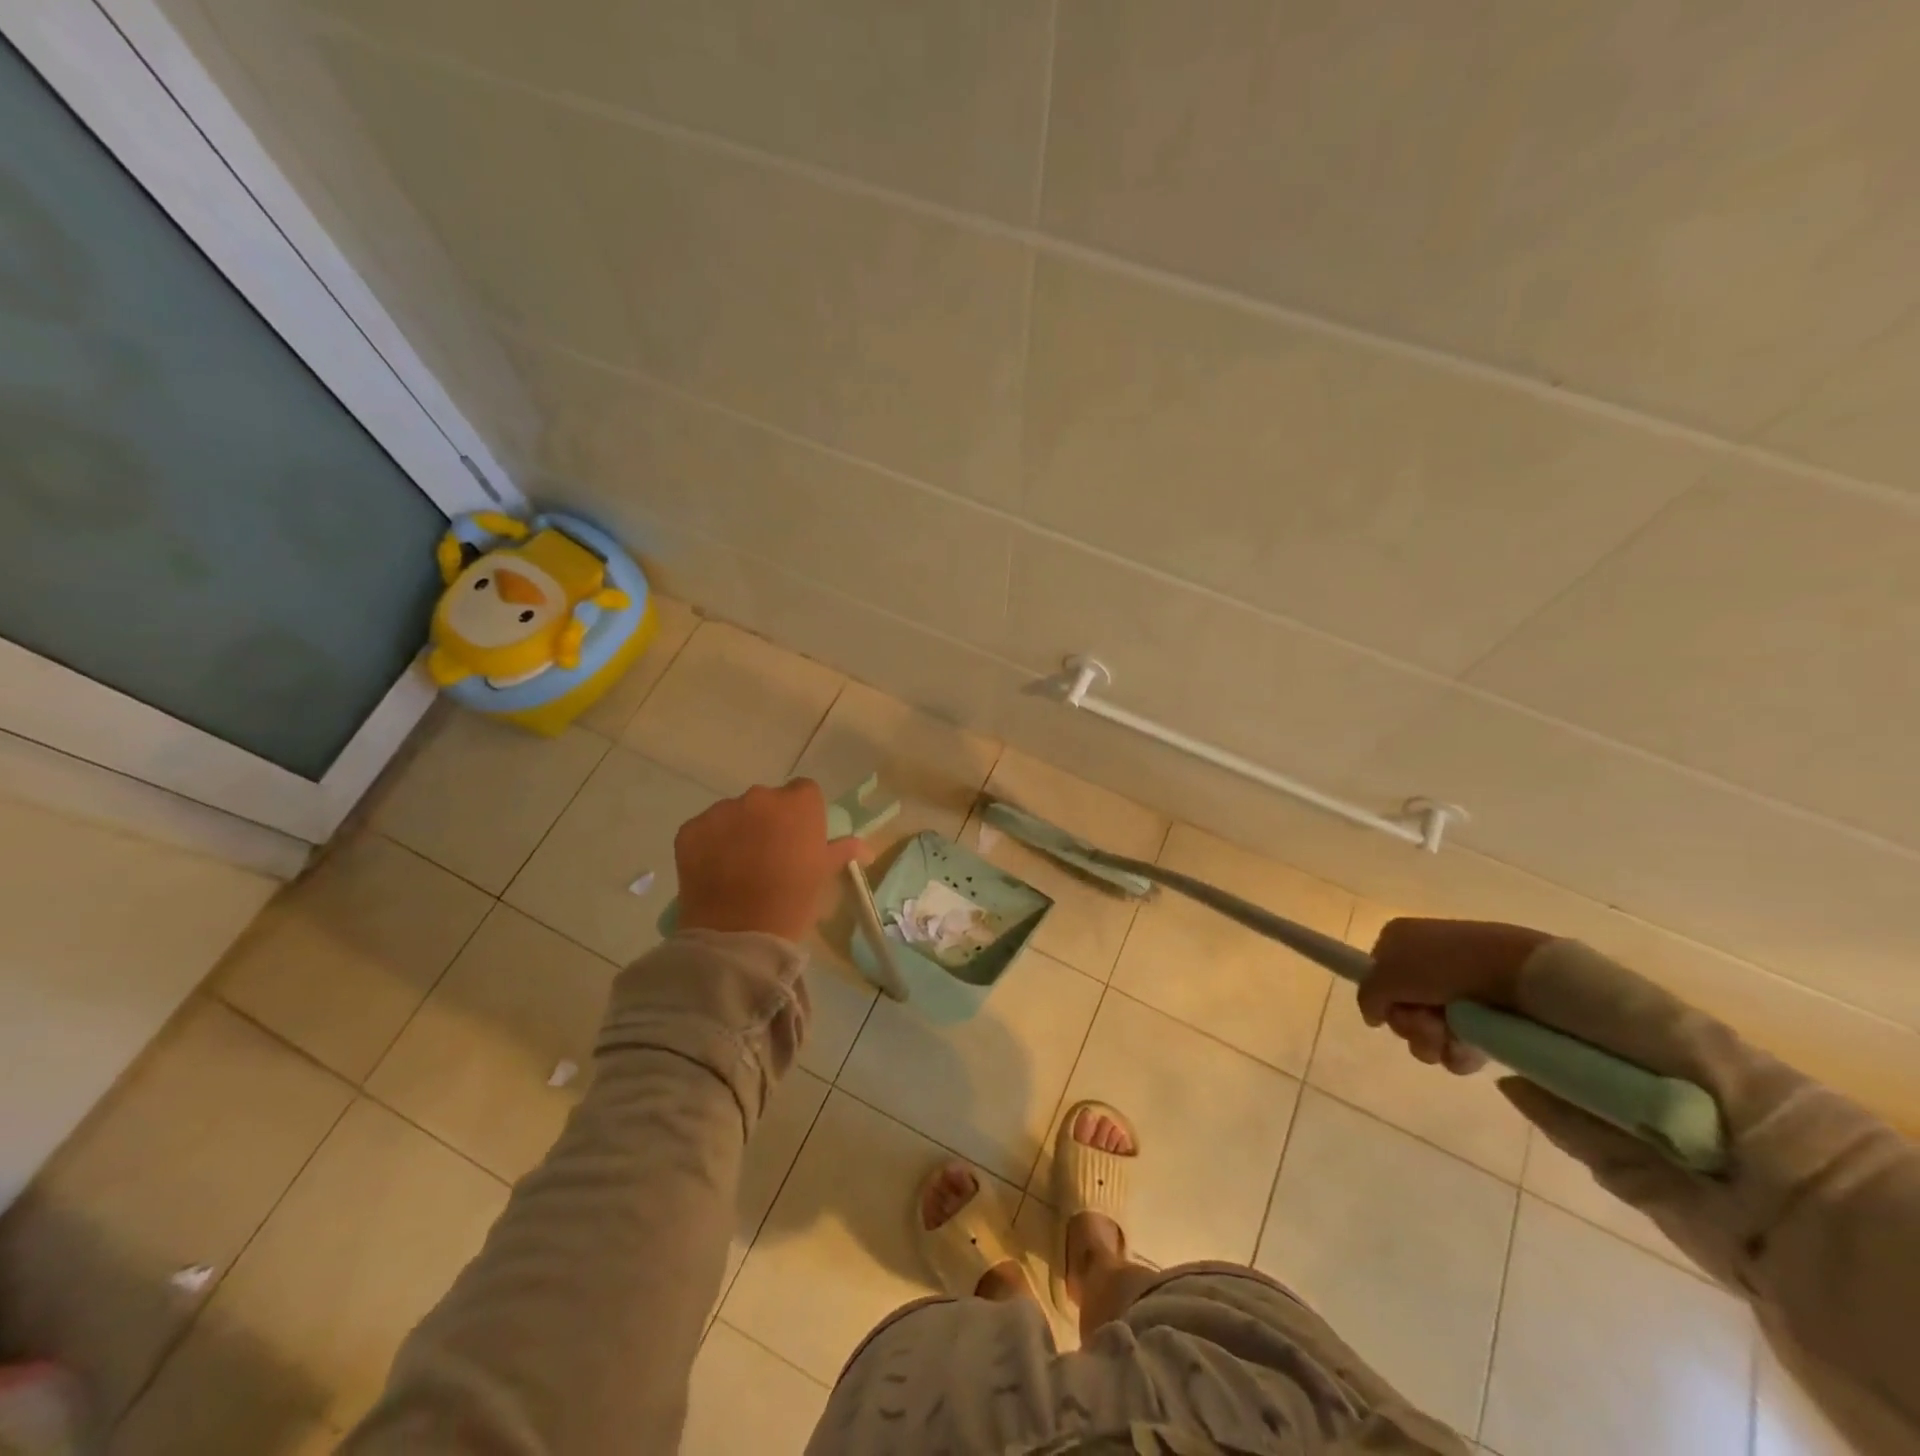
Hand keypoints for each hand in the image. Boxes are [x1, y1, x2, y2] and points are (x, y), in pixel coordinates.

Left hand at [674, 780, 868, 942]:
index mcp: (798, 803)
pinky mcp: (690, 830)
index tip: (800, 840)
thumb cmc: (792, 901)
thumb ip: (843, 851)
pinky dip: (710, 844)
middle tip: (769, 856)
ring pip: (734, 814)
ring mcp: (721, 811)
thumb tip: (865, 848)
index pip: (804, 792)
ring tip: (738, 867)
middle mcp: (760, 797)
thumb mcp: (824, 875)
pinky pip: (705, 830)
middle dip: (768, 821)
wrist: (738, 934)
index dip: (802, 815)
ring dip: (738, 831)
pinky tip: (714, 872)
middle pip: (767, 801)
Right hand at [1358, 918, 1551, 1075]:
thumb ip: (1367, 996)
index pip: (1376, 976)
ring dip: (1431, 1041)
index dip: (1381, 998)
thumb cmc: (1443, 964)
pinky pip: (1459, 1043)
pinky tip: (1469, 1048)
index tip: (1390, 1009)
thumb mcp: (1387, 975)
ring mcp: (1458, 989)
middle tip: (1426, 1025)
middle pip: (1401, 1007)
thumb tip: (1372, 1015)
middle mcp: (1426, 962)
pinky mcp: (1486, 1014)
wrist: (1519, 971)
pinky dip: (1459, 1051)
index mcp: (1400, 940)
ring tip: (1450, 1038)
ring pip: (1428, 1030)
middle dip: (1409, 1025)